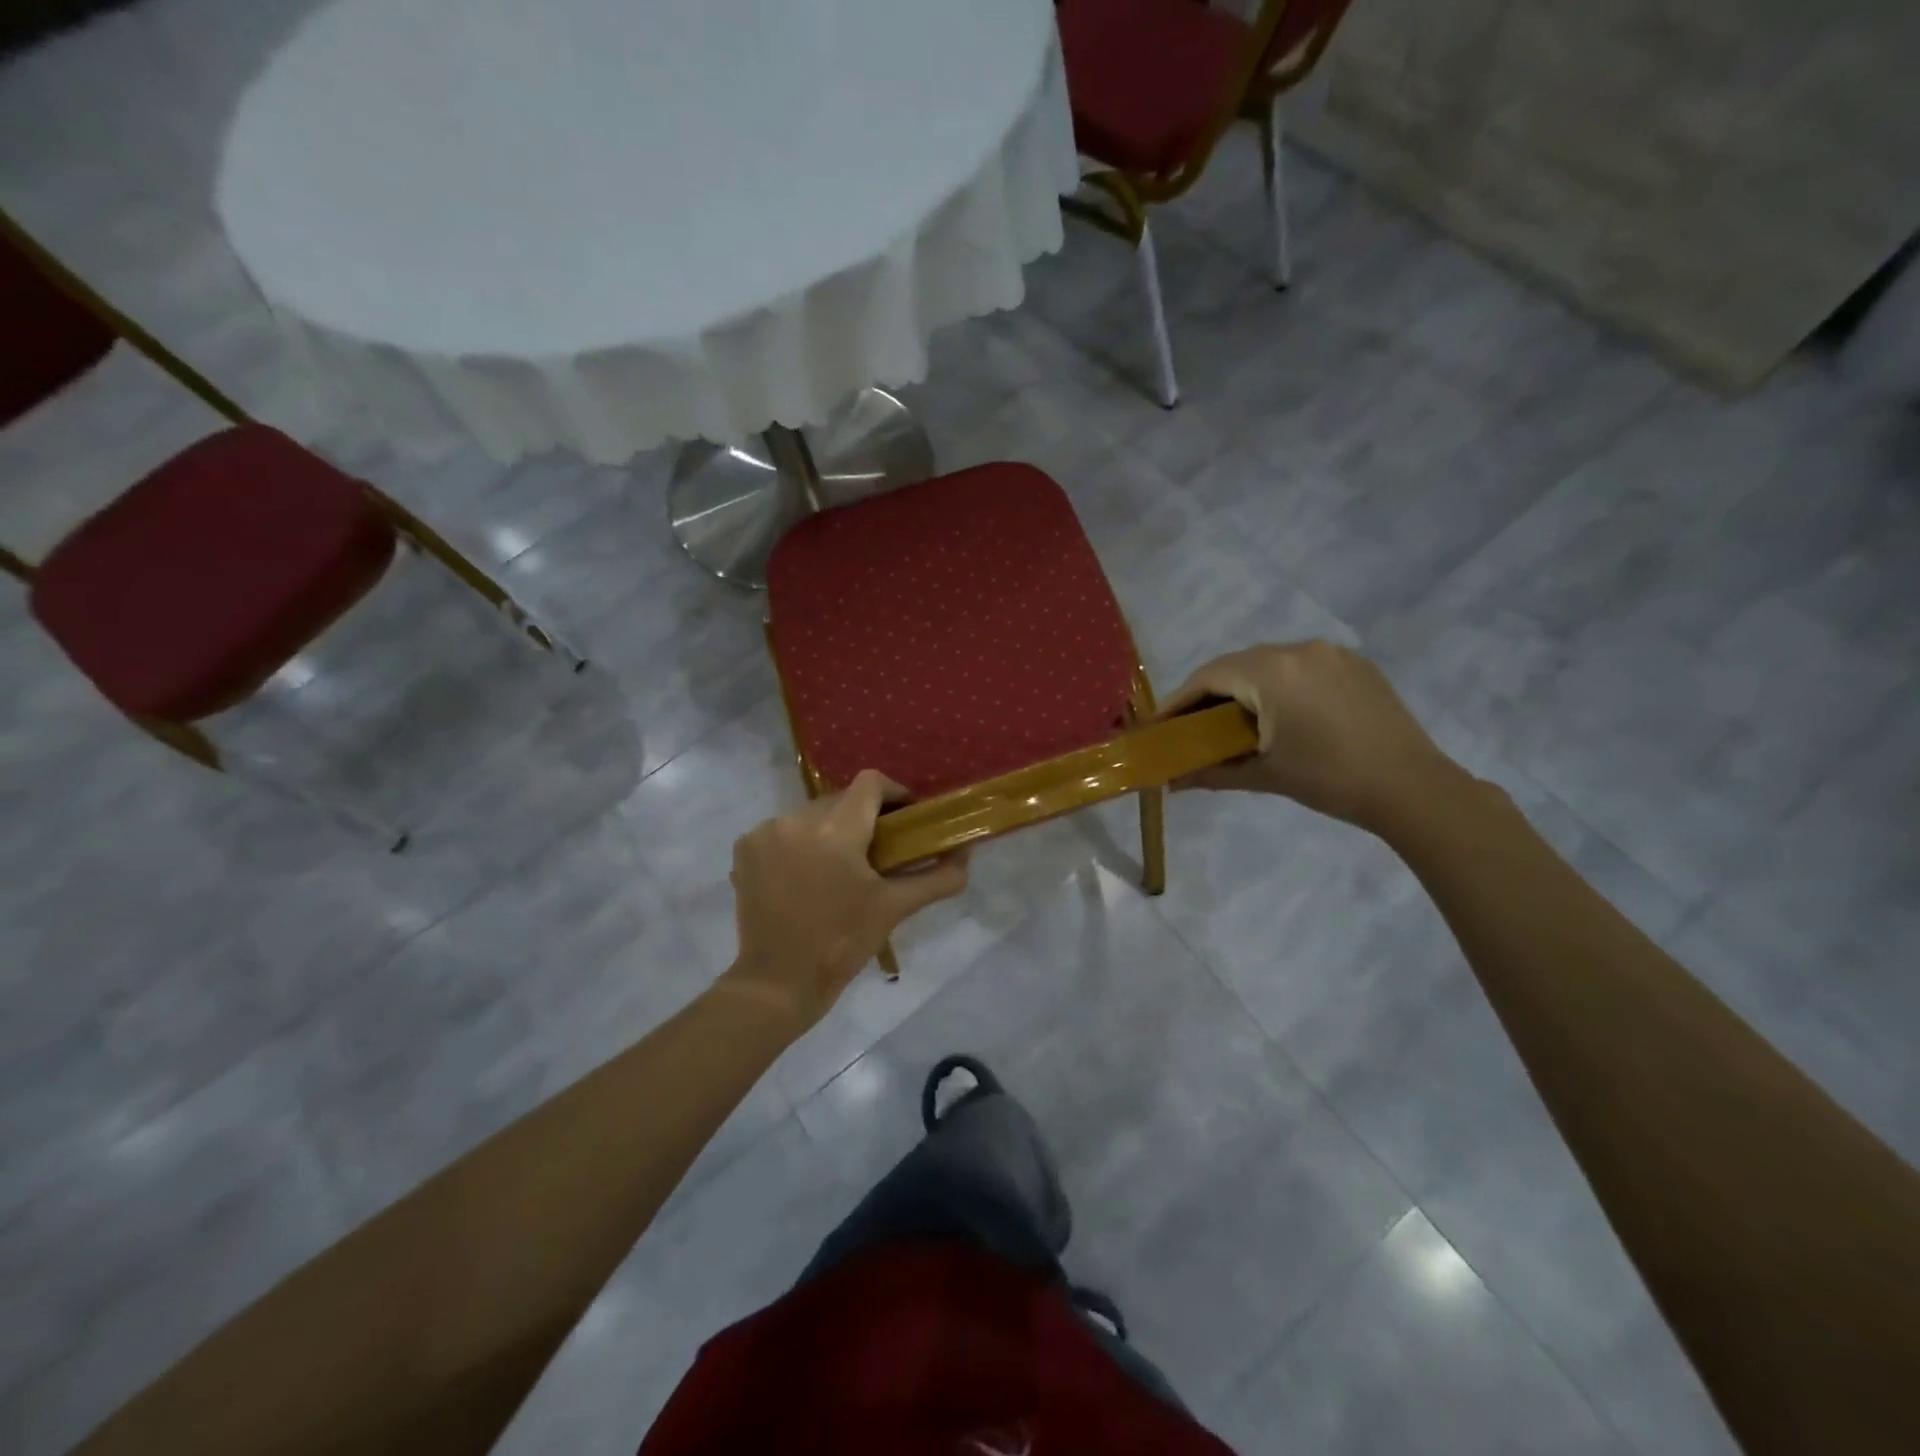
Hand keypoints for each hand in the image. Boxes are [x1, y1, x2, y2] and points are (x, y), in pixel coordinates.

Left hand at [723, 769, 968, 1030]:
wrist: (778, 982)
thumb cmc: (842, 943)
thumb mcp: (894, 908)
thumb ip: (936, 878)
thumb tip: (966, 857)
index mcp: (836, 832)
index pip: (870, 783)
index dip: (893, 793)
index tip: (905, 817)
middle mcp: (796, 820)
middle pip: (841, 799)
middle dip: (862, 818)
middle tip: (878, 850)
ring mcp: (766, 833)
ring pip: (811, 814)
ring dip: (830, 831)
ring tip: (839, 866)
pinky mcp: (745, 848)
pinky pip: (783, 830)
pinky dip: (799, 842)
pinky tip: (806, 874)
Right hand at [1154, 641, 1465, 832]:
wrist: (1413, 788)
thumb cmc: (1329, 780)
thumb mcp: (1264, 775)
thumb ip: (1211, 772)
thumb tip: (1169, 784)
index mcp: (1272, 672)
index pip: (1208, 677)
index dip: (1178, 701)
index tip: (1158, 726)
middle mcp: (1298, 649)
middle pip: (1236, 666)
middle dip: (1209, 695)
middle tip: (1191, 727)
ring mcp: (1331, 653)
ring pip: (1269, 664)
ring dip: (1244, 689)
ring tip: (1232, 723)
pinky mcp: (1355, 665)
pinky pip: (1300, 667)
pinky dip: (1278, 686)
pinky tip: (1277, 714)